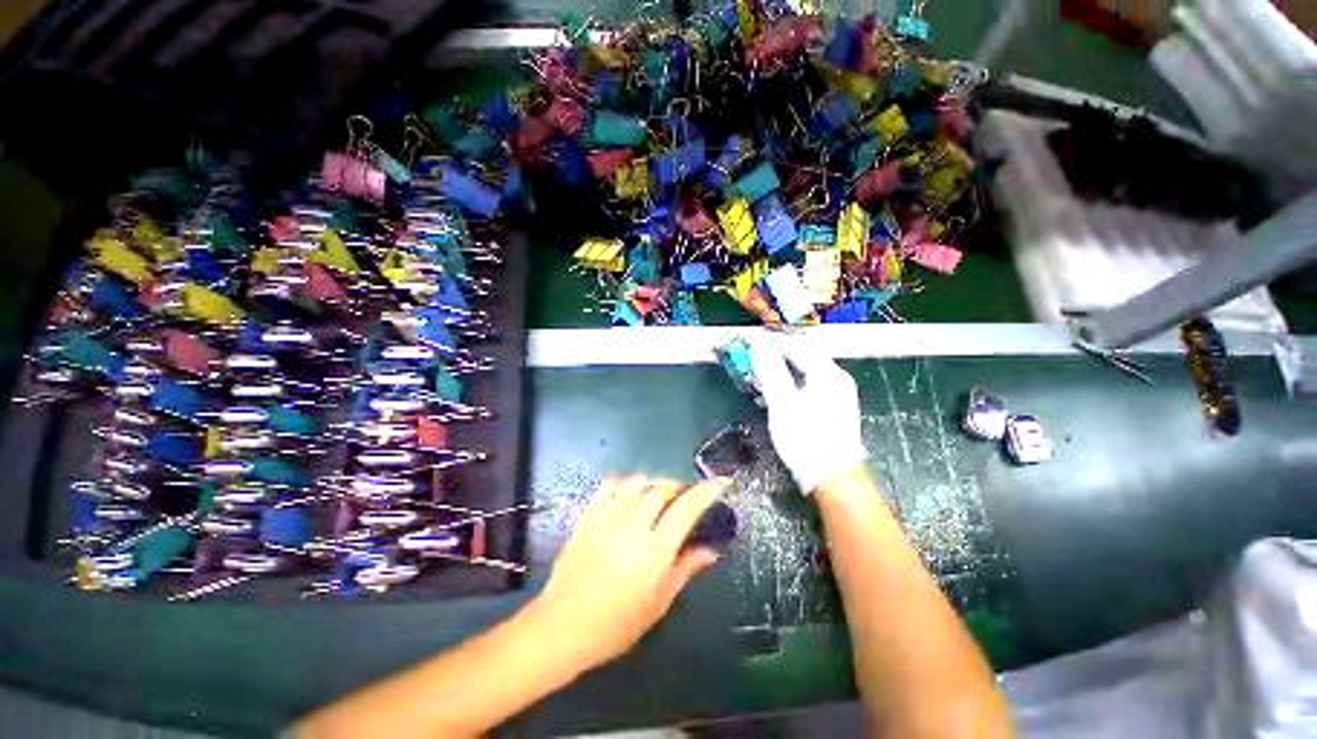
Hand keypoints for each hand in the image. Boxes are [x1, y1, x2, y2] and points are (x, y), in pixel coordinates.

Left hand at [531, 476, 723, 669]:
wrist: (562, 627)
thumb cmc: (616, 625)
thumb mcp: (658, 603)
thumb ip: (686, 569)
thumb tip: (712, 550)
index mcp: (653, 552)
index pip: (685, 511)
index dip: (704, 493)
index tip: (718, 482)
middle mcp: (632, 528)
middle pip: (660, 489)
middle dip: (677, 487)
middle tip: (682, 496)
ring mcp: (606, 519)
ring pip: (635, 482)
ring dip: (652, 483)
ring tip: (656, 494)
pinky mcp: (587, 518)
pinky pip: (607, 486)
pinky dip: (623, 483)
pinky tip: (627, 493)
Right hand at [748, 335, 866, 494]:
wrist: (833, 477)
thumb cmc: (806, 440)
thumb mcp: (782, 404)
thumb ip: (770, 372)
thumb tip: (758, 345)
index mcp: (827, 373)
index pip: (797, 345)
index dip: (774, 339)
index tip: (752, 338)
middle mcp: (837, 378)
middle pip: (805, 354)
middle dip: (779, 351)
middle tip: (755, 353)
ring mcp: (838, 392)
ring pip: (807, 369)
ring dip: (784, 366)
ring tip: (762, 369)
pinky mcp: (834, 406)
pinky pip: (810, 382)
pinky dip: (792, 380)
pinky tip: (779, 389)